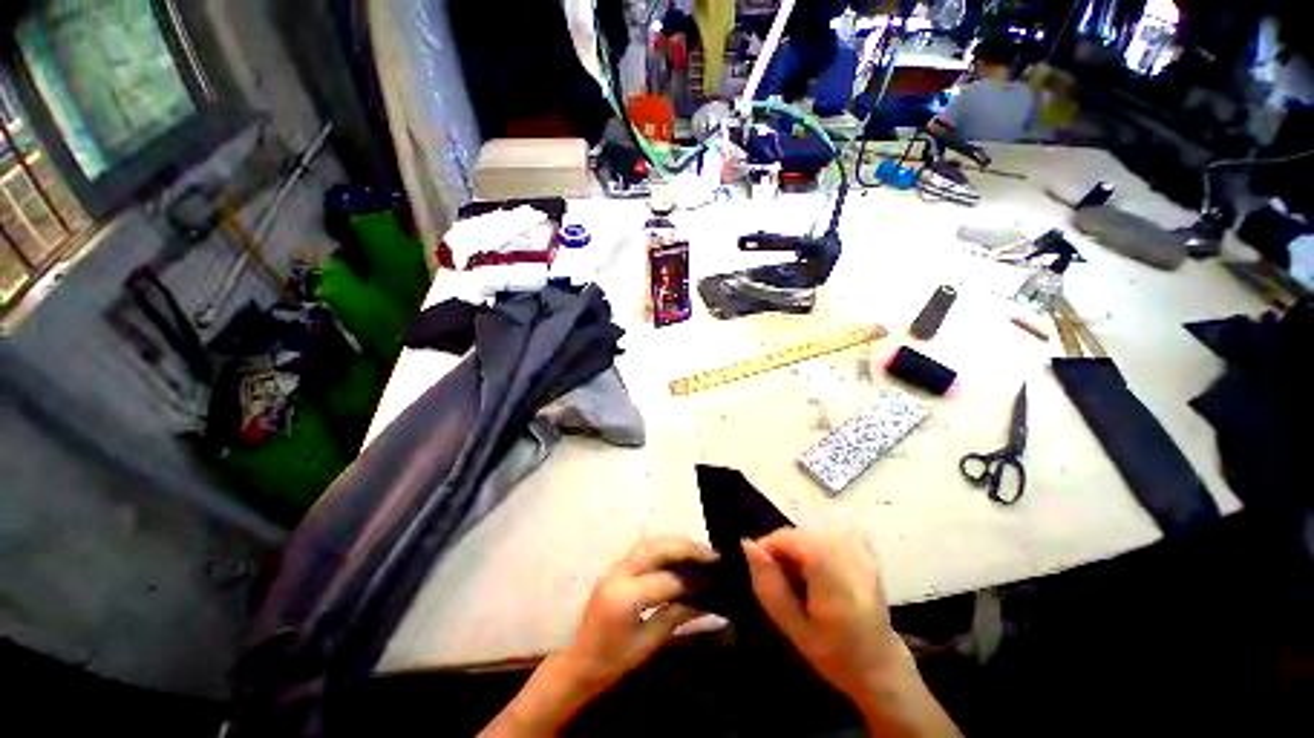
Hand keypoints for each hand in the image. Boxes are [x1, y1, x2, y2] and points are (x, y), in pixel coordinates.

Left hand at [563, 536, 717, 691]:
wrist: (578, 663)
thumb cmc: (612, 662)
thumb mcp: (647, 643)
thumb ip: (675, 616)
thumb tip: (704, 602)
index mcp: (625, 596)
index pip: (666, 580)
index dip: (691, 582)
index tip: (714, 582)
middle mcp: (619, 573)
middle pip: (657, 548)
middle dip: (686, 548)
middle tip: (711, 555)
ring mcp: (615, 567)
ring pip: (650, 543)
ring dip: (676, 544)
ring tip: (698, 551)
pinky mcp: (616, 568)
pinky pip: (643, 549)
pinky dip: (664, 548)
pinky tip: (678, 555)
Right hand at [744, 528, 956, 736]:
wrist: (880, 665)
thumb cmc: (835, 655)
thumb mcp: (795, 630)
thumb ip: (769, 588)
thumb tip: (748, 545)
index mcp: (837, 585)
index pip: (795, 541)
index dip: (771, 545)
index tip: (759, 565)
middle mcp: (852, 560)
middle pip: (802, 534)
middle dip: (781, 548)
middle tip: (776, 577)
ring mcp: (862, 552)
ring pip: (811, 532)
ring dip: (795, 547)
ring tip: (795, 576)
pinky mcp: (864, 550)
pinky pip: (825, 534)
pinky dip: (812, 546)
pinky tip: (814, 568)